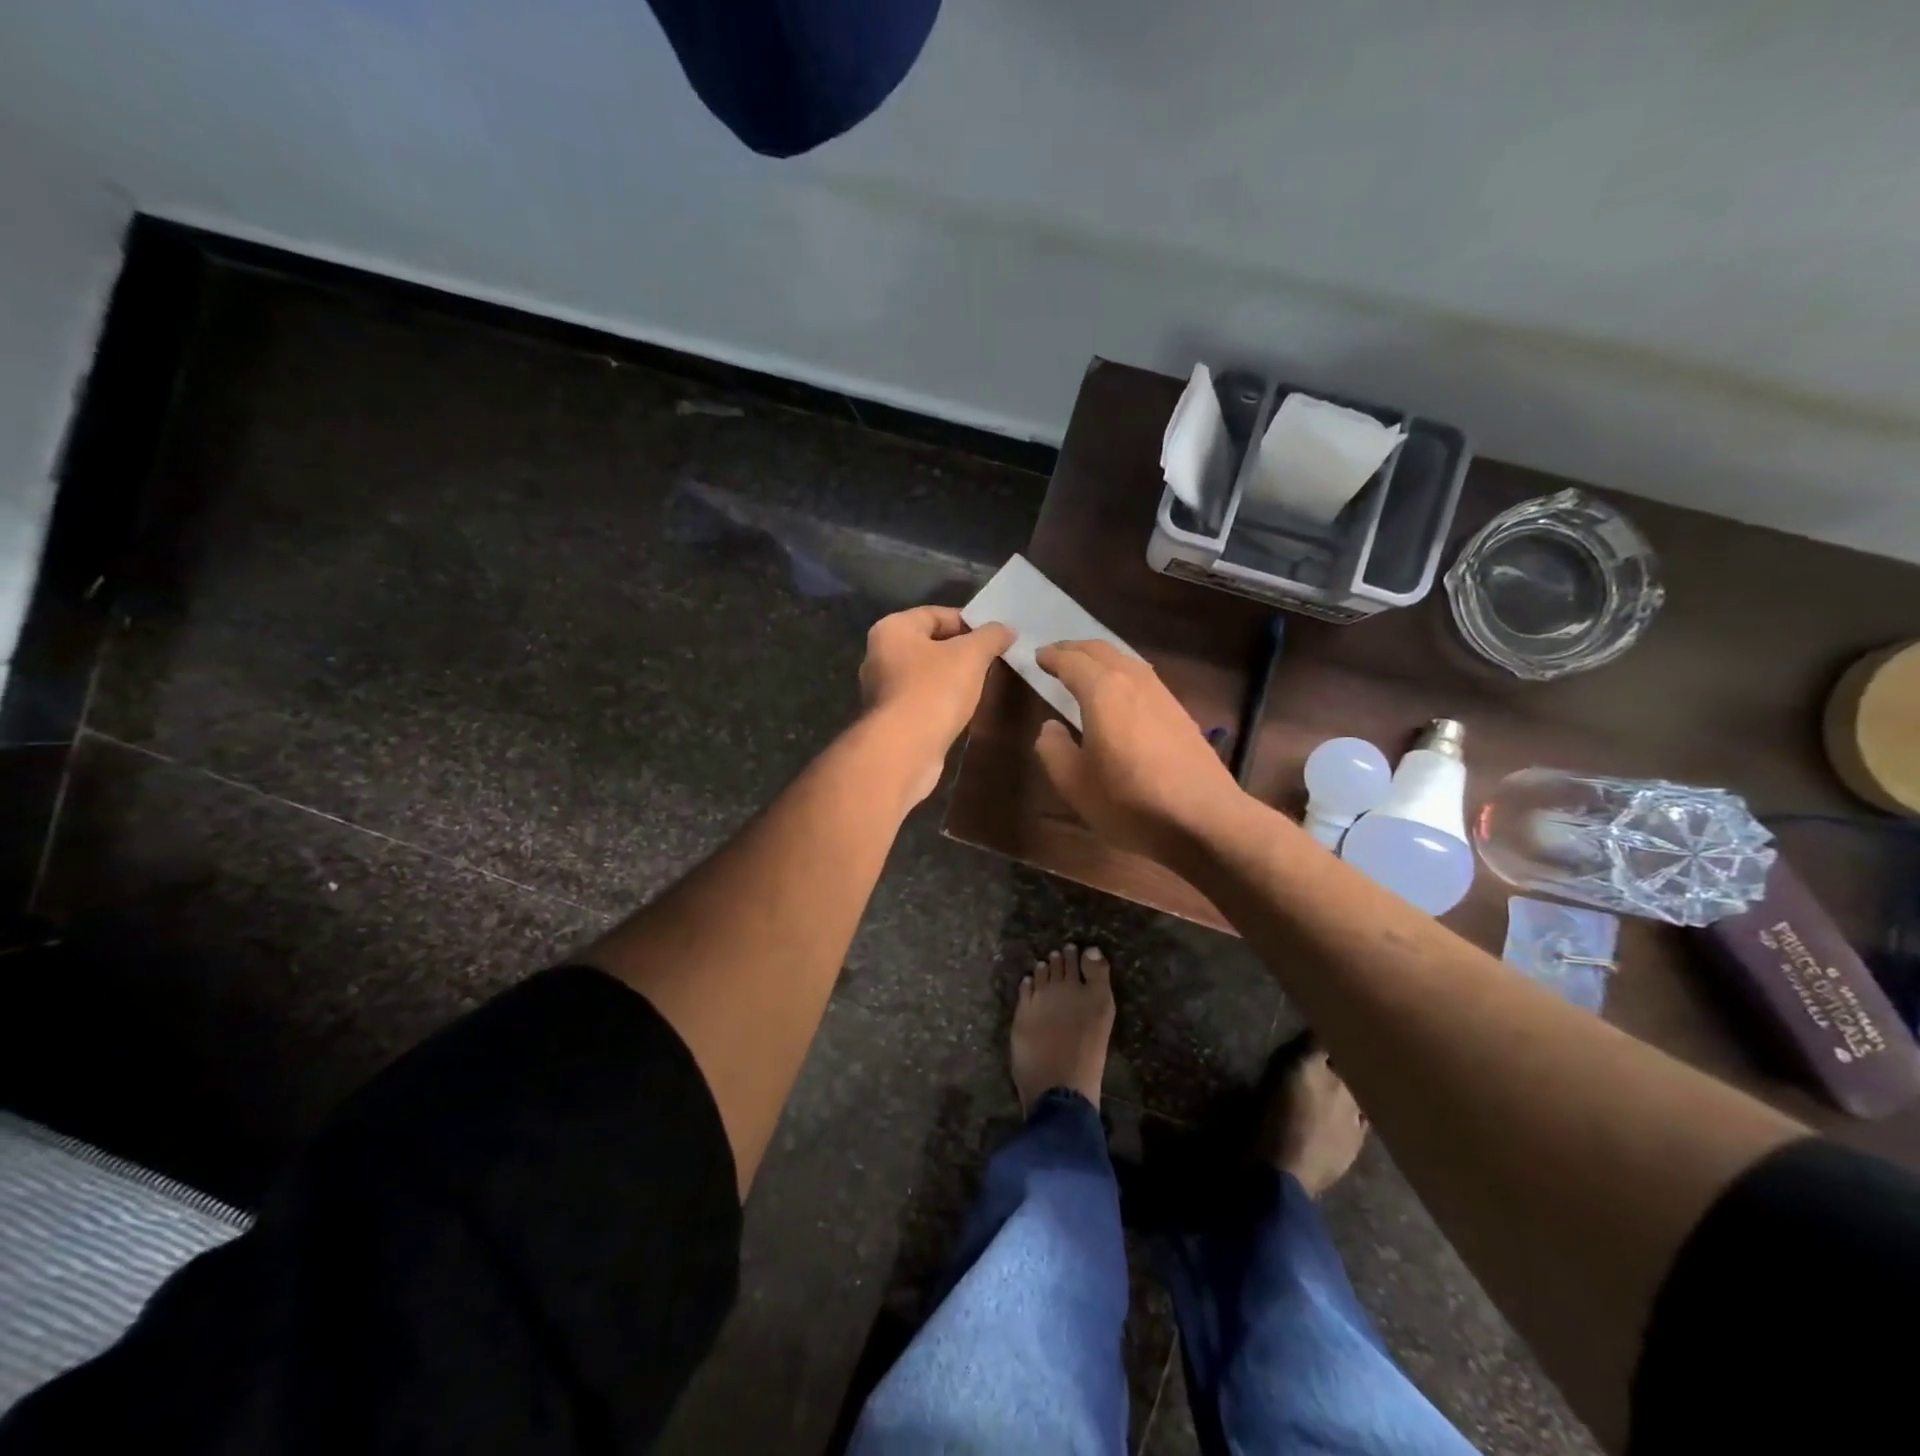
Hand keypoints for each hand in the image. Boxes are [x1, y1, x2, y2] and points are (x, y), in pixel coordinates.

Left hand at [859, 606, 1014, 799]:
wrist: (904, 750)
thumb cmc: (934, 691)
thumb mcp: (970, 655)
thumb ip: (990, 636)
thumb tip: (1006, 629)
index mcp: (891, 630)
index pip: (935, 614)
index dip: (968, 622)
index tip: (995, 636)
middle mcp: (879, 656)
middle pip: (929, 644)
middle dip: (962, 651)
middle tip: (993, 660)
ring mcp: (882, 690)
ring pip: (926, 674)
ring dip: (953, 677)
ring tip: (983, 684)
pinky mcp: (891, 720)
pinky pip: (922, 700)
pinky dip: (942, 700)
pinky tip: (963, 709)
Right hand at [1032, 640, 1245, 864]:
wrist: (1203, 818)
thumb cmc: (1129, 800)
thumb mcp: (1074, 783)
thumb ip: (1053, 749)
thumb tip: (1050, 727)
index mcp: (1103, 691)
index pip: (1071, 661)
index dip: (1051, 657)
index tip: (1036, 657)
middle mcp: (1133, 681)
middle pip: (1101, 650)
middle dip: (1075, 649)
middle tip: (1056, 655)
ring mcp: (1162, 695)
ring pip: (1126, 660)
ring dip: (1101, 659)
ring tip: (1085, 670)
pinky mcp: (1180, 713)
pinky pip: (1142, 678)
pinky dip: (1122, 674)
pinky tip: (1120, 693)